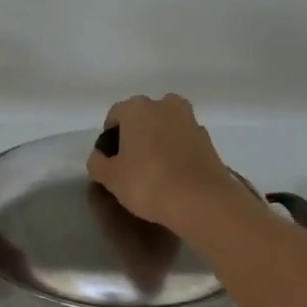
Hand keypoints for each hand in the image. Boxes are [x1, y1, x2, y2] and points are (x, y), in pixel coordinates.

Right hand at [85, 94, 243, 232]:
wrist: (202, 200)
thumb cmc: (148, 183)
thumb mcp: (110, 178)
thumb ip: (97, 163)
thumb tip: (99, 157)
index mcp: (137, 108)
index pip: (116, 115)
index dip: (109, 137)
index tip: (110, 160)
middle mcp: (165, 105)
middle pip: (144, 117)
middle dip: (136, 135)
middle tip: (131, 163)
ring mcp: (190, 120)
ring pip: (166, 127)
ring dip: (159, 141)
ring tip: (154, 170)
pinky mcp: (208, 140)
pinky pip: (184, 142)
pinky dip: (177, 152)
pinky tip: (174, 175)